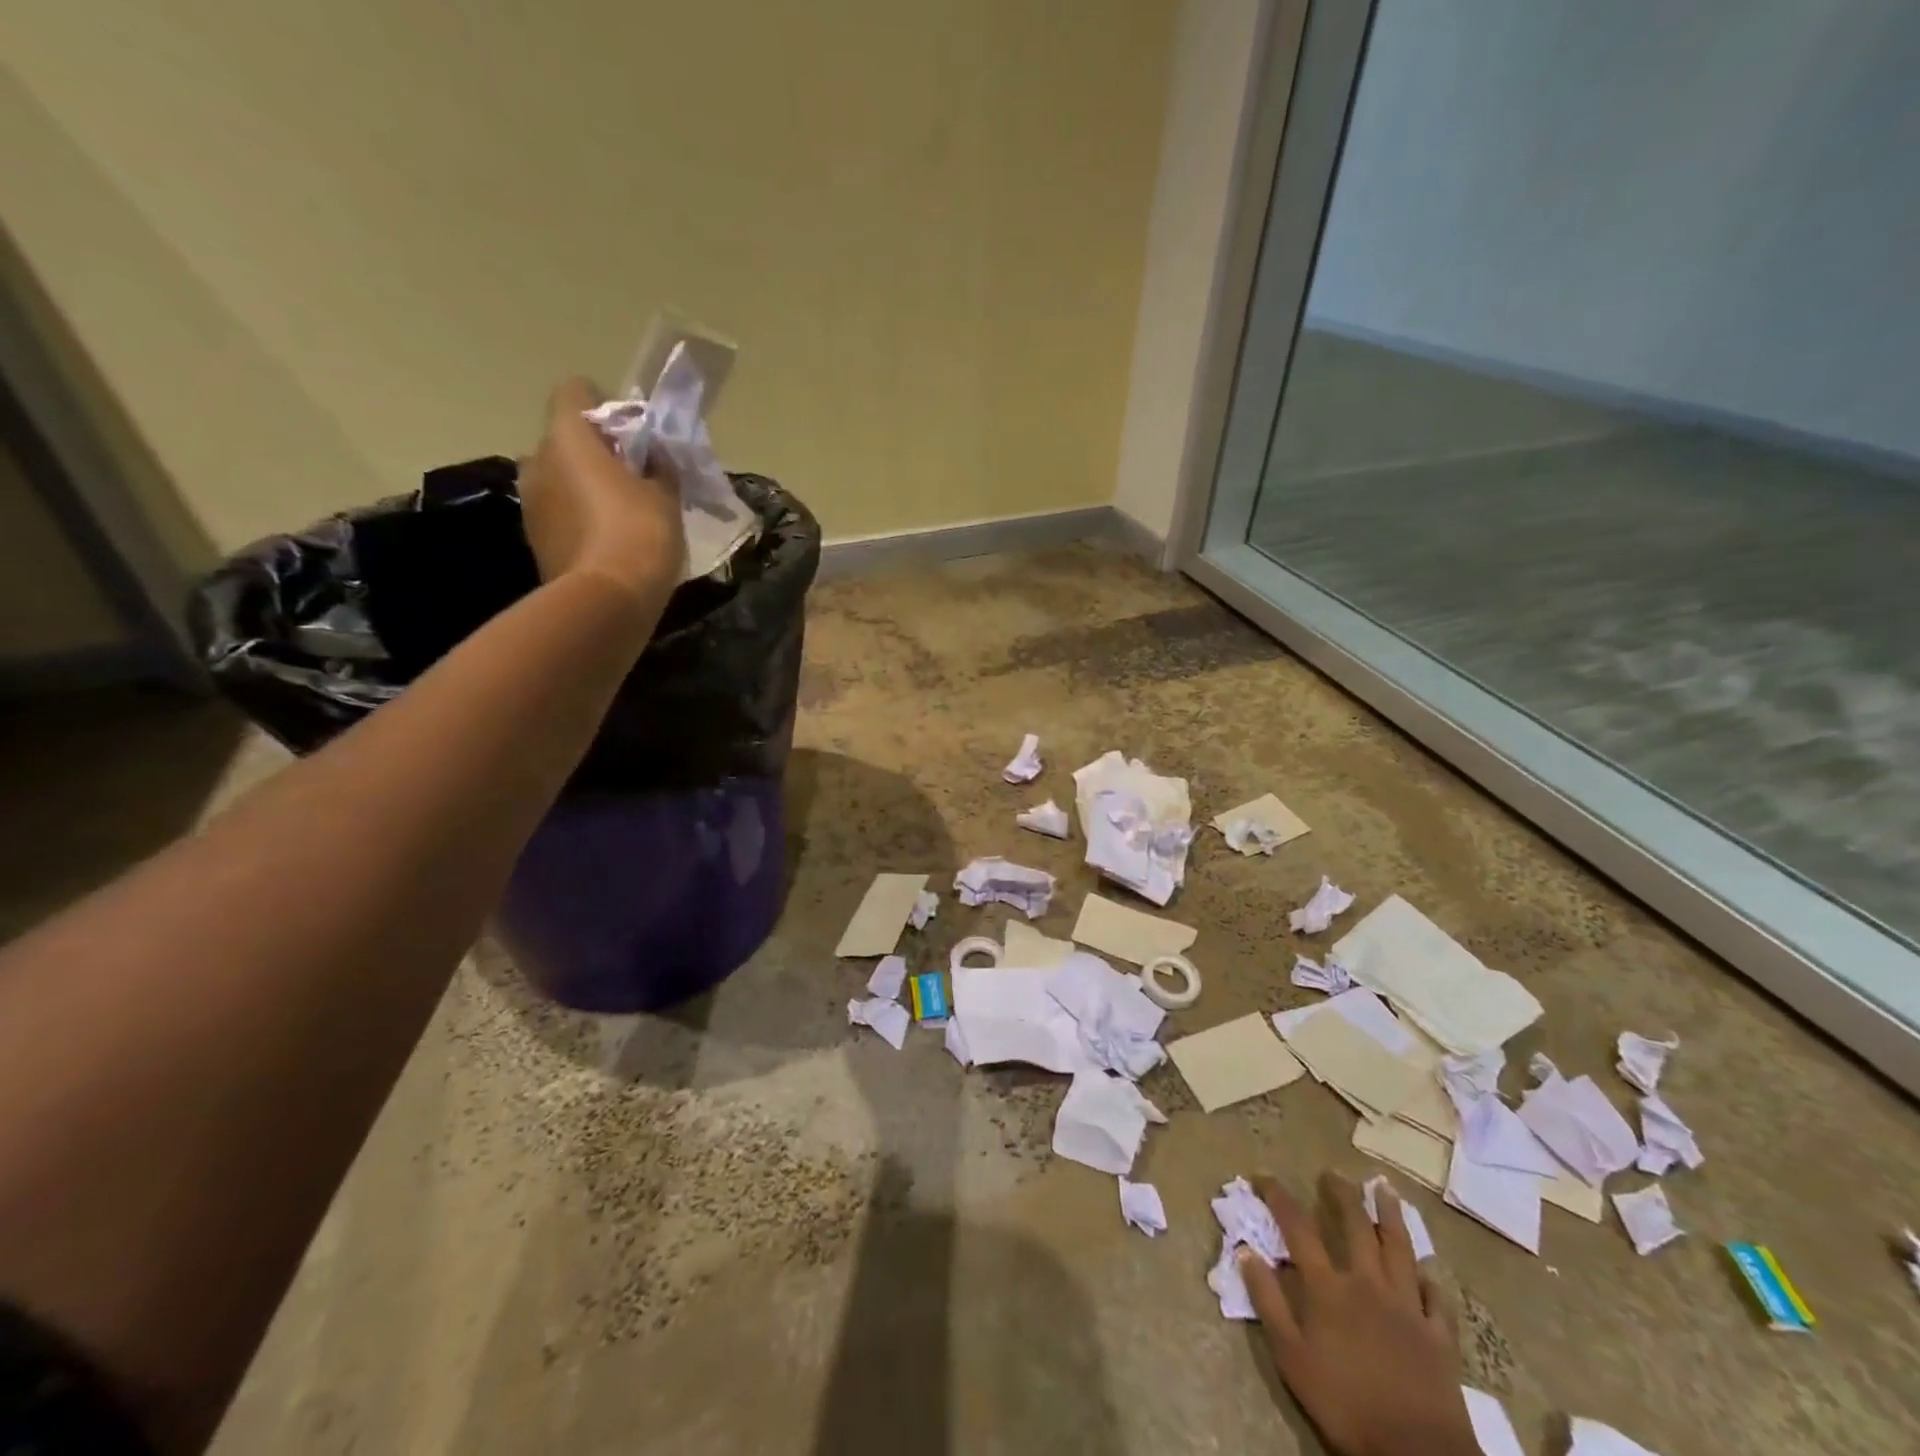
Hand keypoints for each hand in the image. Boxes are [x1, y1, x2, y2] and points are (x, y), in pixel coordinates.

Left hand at [520, 379, 686, 597]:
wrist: (607, 602)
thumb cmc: (639, 535)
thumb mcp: (666, 496)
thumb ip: (659, 468)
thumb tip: (653, 458)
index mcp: (567, 438)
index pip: (575, 393)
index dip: (604, 404)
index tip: (632, 430)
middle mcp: (538, 461)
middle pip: (565, 439)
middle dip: (596, 451)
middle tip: (634, 475)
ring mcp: (530, 503)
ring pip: (559, 478)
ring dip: (585, 486)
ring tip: (624, 512)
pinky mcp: (535, 538)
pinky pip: (559, 512)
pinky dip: (579, 517)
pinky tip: (610, 540)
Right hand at [1240, 1173, 1477, 1455]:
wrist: (1415, 1452)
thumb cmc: (1345, 1404)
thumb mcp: (1291, 1357)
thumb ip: (1267, 1301)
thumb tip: (1245, 1250)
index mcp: (1329, 1287)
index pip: (1298, 1228)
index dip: (1278, 1197)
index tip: (1262, 1176)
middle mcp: (1367, 1283)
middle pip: (1354, 1225)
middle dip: (1341, 1194)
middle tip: (1332, 1172)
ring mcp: (1407, 1305)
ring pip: (1399, 1248)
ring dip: (1390, 1215)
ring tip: (1385, 1189)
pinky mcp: (1438, 1334)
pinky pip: (1434, 1297)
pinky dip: (1428, 1279)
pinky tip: (1425, 1271)